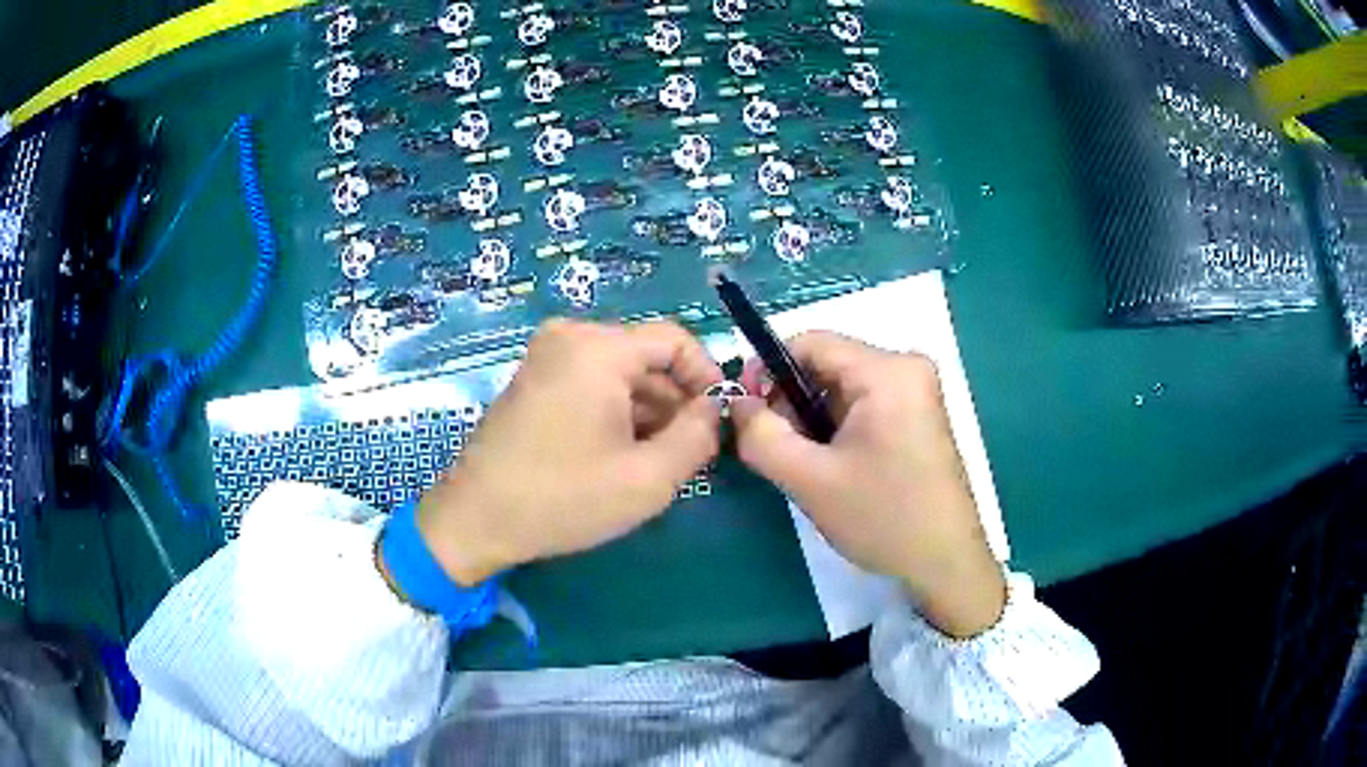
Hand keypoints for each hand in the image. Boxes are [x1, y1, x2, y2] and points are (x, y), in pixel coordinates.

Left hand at [415, 319, 722, 584]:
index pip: (676, 340)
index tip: (719, 421)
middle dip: (676, 402)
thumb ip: (699, 436)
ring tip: (658, 462)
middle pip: (646, 358)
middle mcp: (570, 337)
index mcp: (598, 348)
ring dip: (648, 412)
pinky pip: (592, 383)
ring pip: (621, 374)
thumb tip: (715, 409)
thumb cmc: (563, 498)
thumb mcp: (649, 477)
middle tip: (693, 452)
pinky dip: (616, 413)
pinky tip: (621, 456)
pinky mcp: (534, 380)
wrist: (476, 519)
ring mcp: (546, 357)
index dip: (707, 377)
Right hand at [733, 331, 1005, 637]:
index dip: (767, 369)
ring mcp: (916, 393)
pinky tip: (832, 466)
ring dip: (812, 418)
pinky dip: (836, 427)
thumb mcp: (809, 480)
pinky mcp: (918, 416)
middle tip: (773, 446)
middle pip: (827, 364)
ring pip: (842, 387)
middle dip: (790, 400)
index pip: (810, 342)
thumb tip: (735, 404)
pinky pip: (863, 405)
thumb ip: (761, 436)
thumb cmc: (882, 518)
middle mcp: (906, 368)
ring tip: (803, 464)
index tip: (743, 410)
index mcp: (887, 371)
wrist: (945, 563)